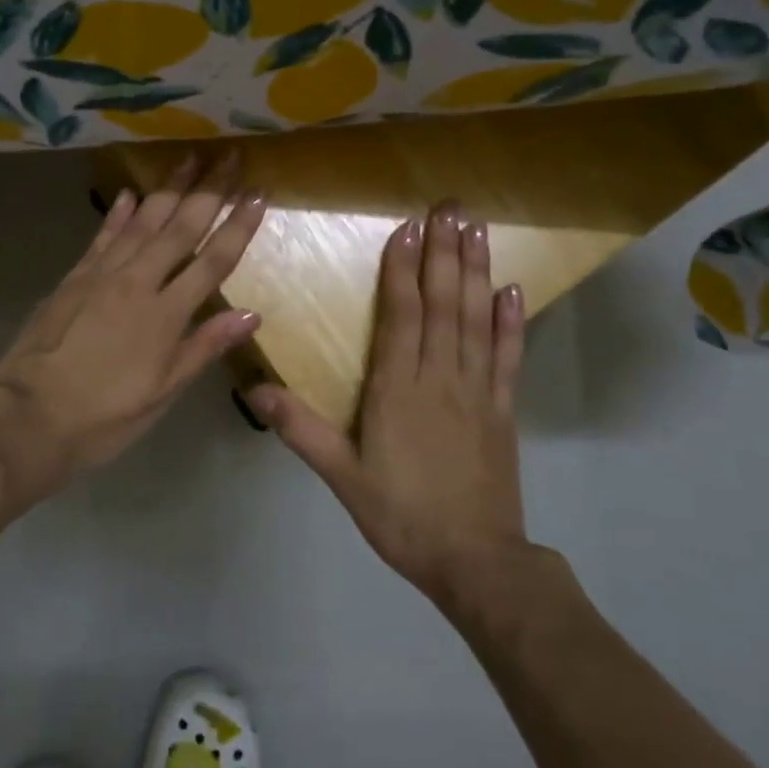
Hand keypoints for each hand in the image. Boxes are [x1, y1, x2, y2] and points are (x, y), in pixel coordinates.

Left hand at [0, 151, 265, 500]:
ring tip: (188, 159)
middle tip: (228, 155)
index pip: (212, 261)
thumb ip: (205, 347)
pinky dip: (119, 213)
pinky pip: (102, 236)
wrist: (30, 416)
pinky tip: (132, 194)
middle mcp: (138, 282)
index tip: (258, 194)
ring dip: (168, 188)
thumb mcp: (163, 392)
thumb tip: (252, 314)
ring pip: (142, 222)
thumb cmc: (105, 415)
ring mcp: (102, 275)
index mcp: (166, 315)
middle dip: (208, 190)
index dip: (238, 227)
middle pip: (180, 228)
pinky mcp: (74, 277)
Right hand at [249, 202, 527, 605]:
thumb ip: (301, 429)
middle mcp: (441, 377)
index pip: (401, 315)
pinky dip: (510, 321)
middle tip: (450, 206)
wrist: (475, 561)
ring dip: (477, 271)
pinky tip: (512, 290)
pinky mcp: (504, 409)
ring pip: (476, 319)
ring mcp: (478, 390)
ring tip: (477, 228)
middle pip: (443, 304)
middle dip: (445, 251)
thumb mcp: (342, 477)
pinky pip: (508, 357)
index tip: (408, 226)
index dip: (403, 268)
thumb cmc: (401, 515)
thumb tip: (256, 389)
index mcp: (398, 389)